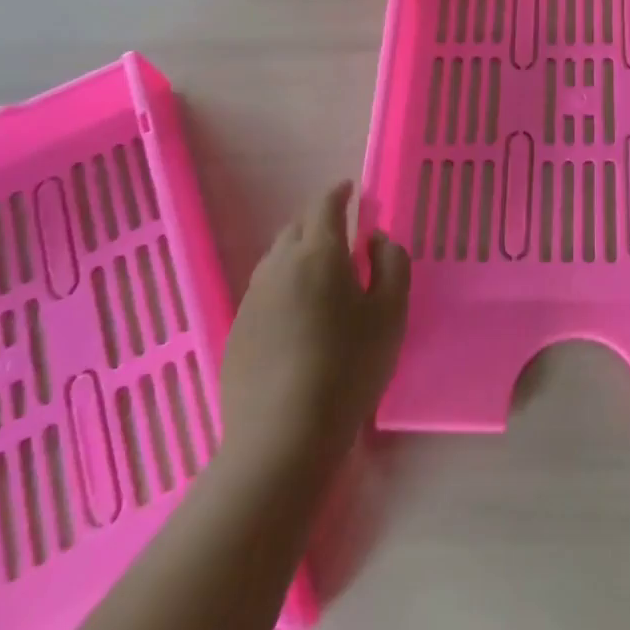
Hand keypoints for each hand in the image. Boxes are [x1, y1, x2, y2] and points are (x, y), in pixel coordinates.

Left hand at [218, 183, 409, 480]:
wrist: (282, 439)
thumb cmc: (349, 368)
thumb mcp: (391, 313)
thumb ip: (392, 264)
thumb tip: (376, 239)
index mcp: (319, 252)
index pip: (325, 205)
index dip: (339, 193)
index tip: (350, 190)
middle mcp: (279, 265)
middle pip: (296, 228)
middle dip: (319, 222)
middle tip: (342, 235)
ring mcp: (252, 299)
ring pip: (276, 259)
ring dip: (299, 254)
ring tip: (320, 275)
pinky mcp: (237, 331)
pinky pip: (264, 291)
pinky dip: (283, 286)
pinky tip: (296, 316)